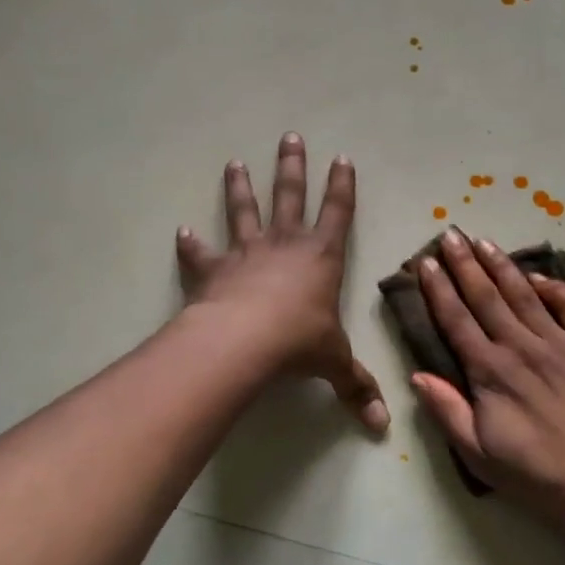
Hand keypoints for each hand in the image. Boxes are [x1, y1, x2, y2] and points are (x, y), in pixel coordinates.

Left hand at [176, 133, 388, 432]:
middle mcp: (285, 245)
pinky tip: (182, 232)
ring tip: (233, 163)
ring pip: (244, 212)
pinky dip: (192, 245)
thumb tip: (382, 428)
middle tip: (289, 137)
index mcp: (321, 257)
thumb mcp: (334, 364)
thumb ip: (356, 388)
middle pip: (290, 196)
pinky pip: (201, 254)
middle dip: (292, 167)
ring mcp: (246, 254)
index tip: (342, 157)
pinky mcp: (214, 271)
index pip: (338, 213)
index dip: (342, 186)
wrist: (243, 342)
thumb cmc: (298, 342)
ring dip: (239, 188)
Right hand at [411, 230, 564, 530]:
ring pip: (524, 293)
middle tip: (451, 234)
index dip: (438, 289)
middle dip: (465, 263)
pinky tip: (538, 275)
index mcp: (490, 371)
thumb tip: (417, 376)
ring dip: (501, 265)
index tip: (426, 263)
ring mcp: (559, 343)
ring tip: (484, 242)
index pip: (456, 319)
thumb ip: (447, 411)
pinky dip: (554, 287)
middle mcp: (521, 346)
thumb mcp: (478, 454)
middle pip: (486, 296)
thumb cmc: (537, 474)